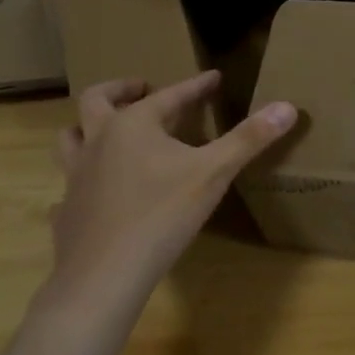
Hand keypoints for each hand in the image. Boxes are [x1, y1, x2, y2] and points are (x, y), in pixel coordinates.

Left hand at [51, 72, 296, 298]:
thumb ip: (249, 139)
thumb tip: (288, 106)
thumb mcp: (214, 173)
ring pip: (70, 138)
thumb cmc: (161, 215)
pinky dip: (79, 183)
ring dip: (86, 128)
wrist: (104, 276)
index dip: (195, 86)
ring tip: (107, 131)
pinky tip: (91, 195)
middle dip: (121, 88)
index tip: (213, 78)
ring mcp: (75, 176)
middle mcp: (98, 141)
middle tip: (141, 88)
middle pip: (97, 99)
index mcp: (133, 125)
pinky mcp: (66, 211)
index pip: (170, 95)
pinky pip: (66, 188)